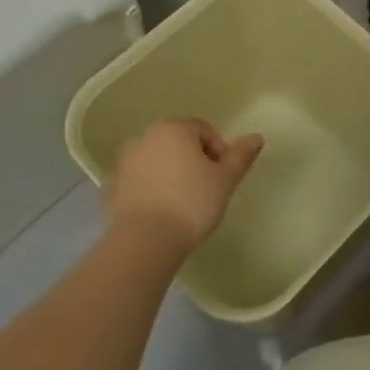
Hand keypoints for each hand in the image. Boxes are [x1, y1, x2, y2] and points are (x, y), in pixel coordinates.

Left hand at [105, 119, 264, 253]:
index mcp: (174, 128)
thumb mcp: (225, 180)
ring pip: (157, 160)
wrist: (144, 241)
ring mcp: (125, 160)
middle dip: (194, 160)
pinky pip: (139, 180)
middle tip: (205, 189)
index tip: (223, 179)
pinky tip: (160, 211)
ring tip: (181, 202)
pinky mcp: (112, 185)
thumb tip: (257, 137)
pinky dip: (150, 188)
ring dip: (170, 173)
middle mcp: (146, 136)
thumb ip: (241, 156)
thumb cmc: (191, 203)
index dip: (219, 152)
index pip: (204, 130)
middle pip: (179, 142)